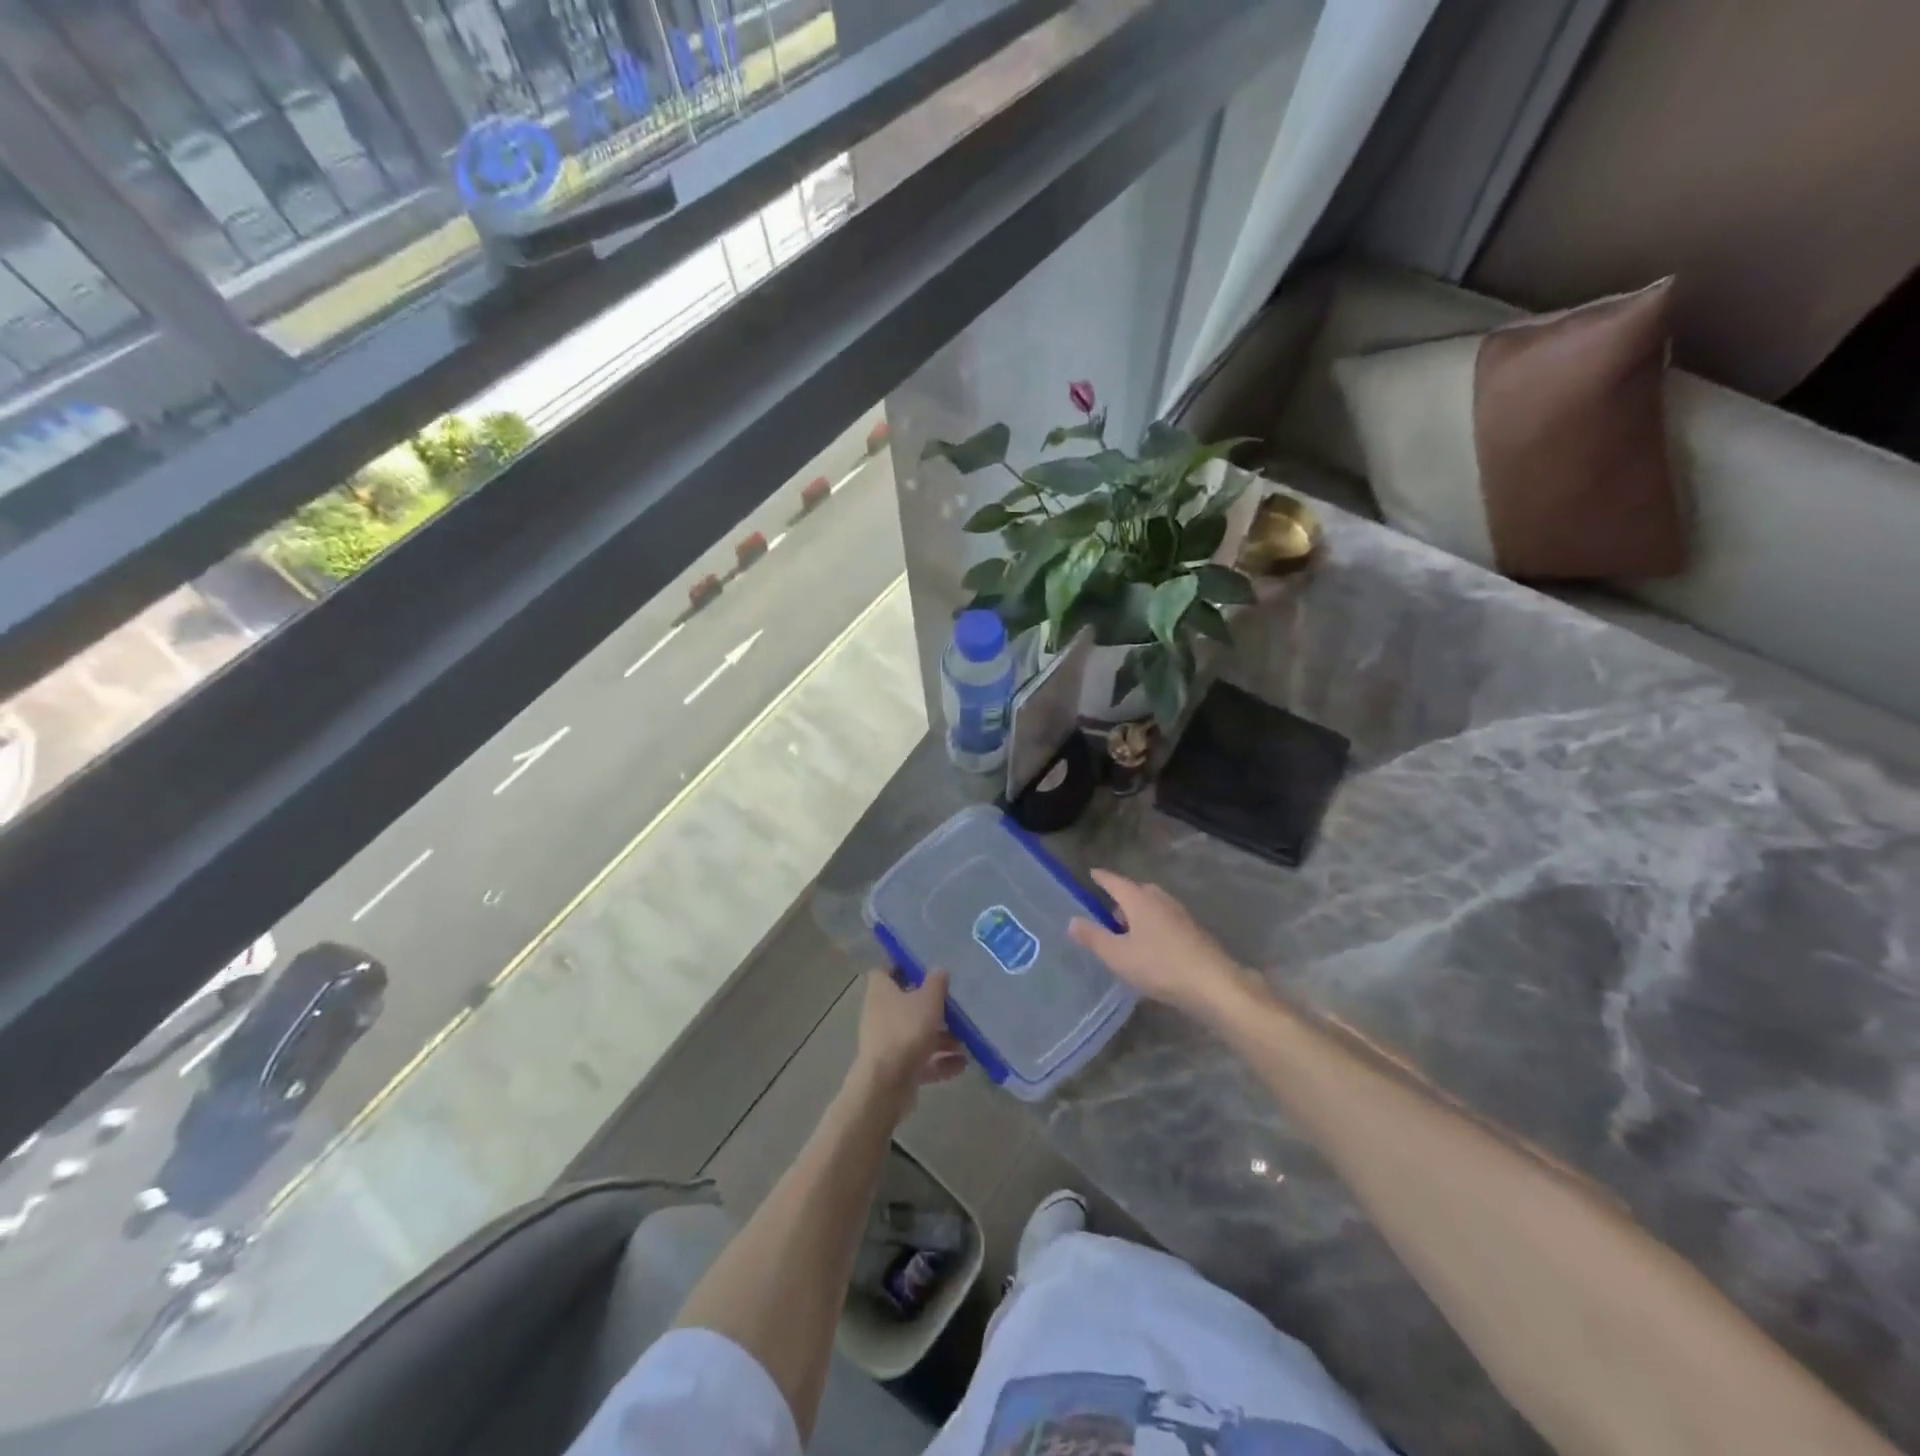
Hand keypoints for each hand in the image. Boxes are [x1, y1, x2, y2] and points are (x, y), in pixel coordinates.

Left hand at [851, 969, 965, 1112]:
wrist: (887, 1083)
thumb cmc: (906, 1030)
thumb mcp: (928, 1000)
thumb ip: (936, 983)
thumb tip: (939, 970)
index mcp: (881, 991)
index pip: (886, 970)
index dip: (903, 966)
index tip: (924, 965)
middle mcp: (880, 1014)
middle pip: (906, 1004)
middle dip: (931, 1006)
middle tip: (955, 1004)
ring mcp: (887, 1043)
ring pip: (916, 1034)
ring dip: (941, 1037)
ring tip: (966, 1040)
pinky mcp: (896, 1069)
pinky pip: (921, 1060)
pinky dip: (940, 1061)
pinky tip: (963, 1063)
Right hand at [1069, 870, 1261, 1023]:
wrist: (1213, 984)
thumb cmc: (1159, 965)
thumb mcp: (1118, 955)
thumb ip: (1093, 937)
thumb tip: (1072, 920)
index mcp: (1139, 900)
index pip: (1115, 882)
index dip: (1102, 878)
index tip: (1092, 873)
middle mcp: (1160, 900)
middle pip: (1137, 891)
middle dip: (1122, 898)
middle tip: (1108, 912)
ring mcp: (1180, 914)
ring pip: (1154, 905)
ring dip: (1139, 913)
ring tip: (1128, 932)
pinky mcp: (1193, 931)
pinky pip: (1166, 919)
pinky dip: (1154, 925)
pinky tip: (1151, 946)